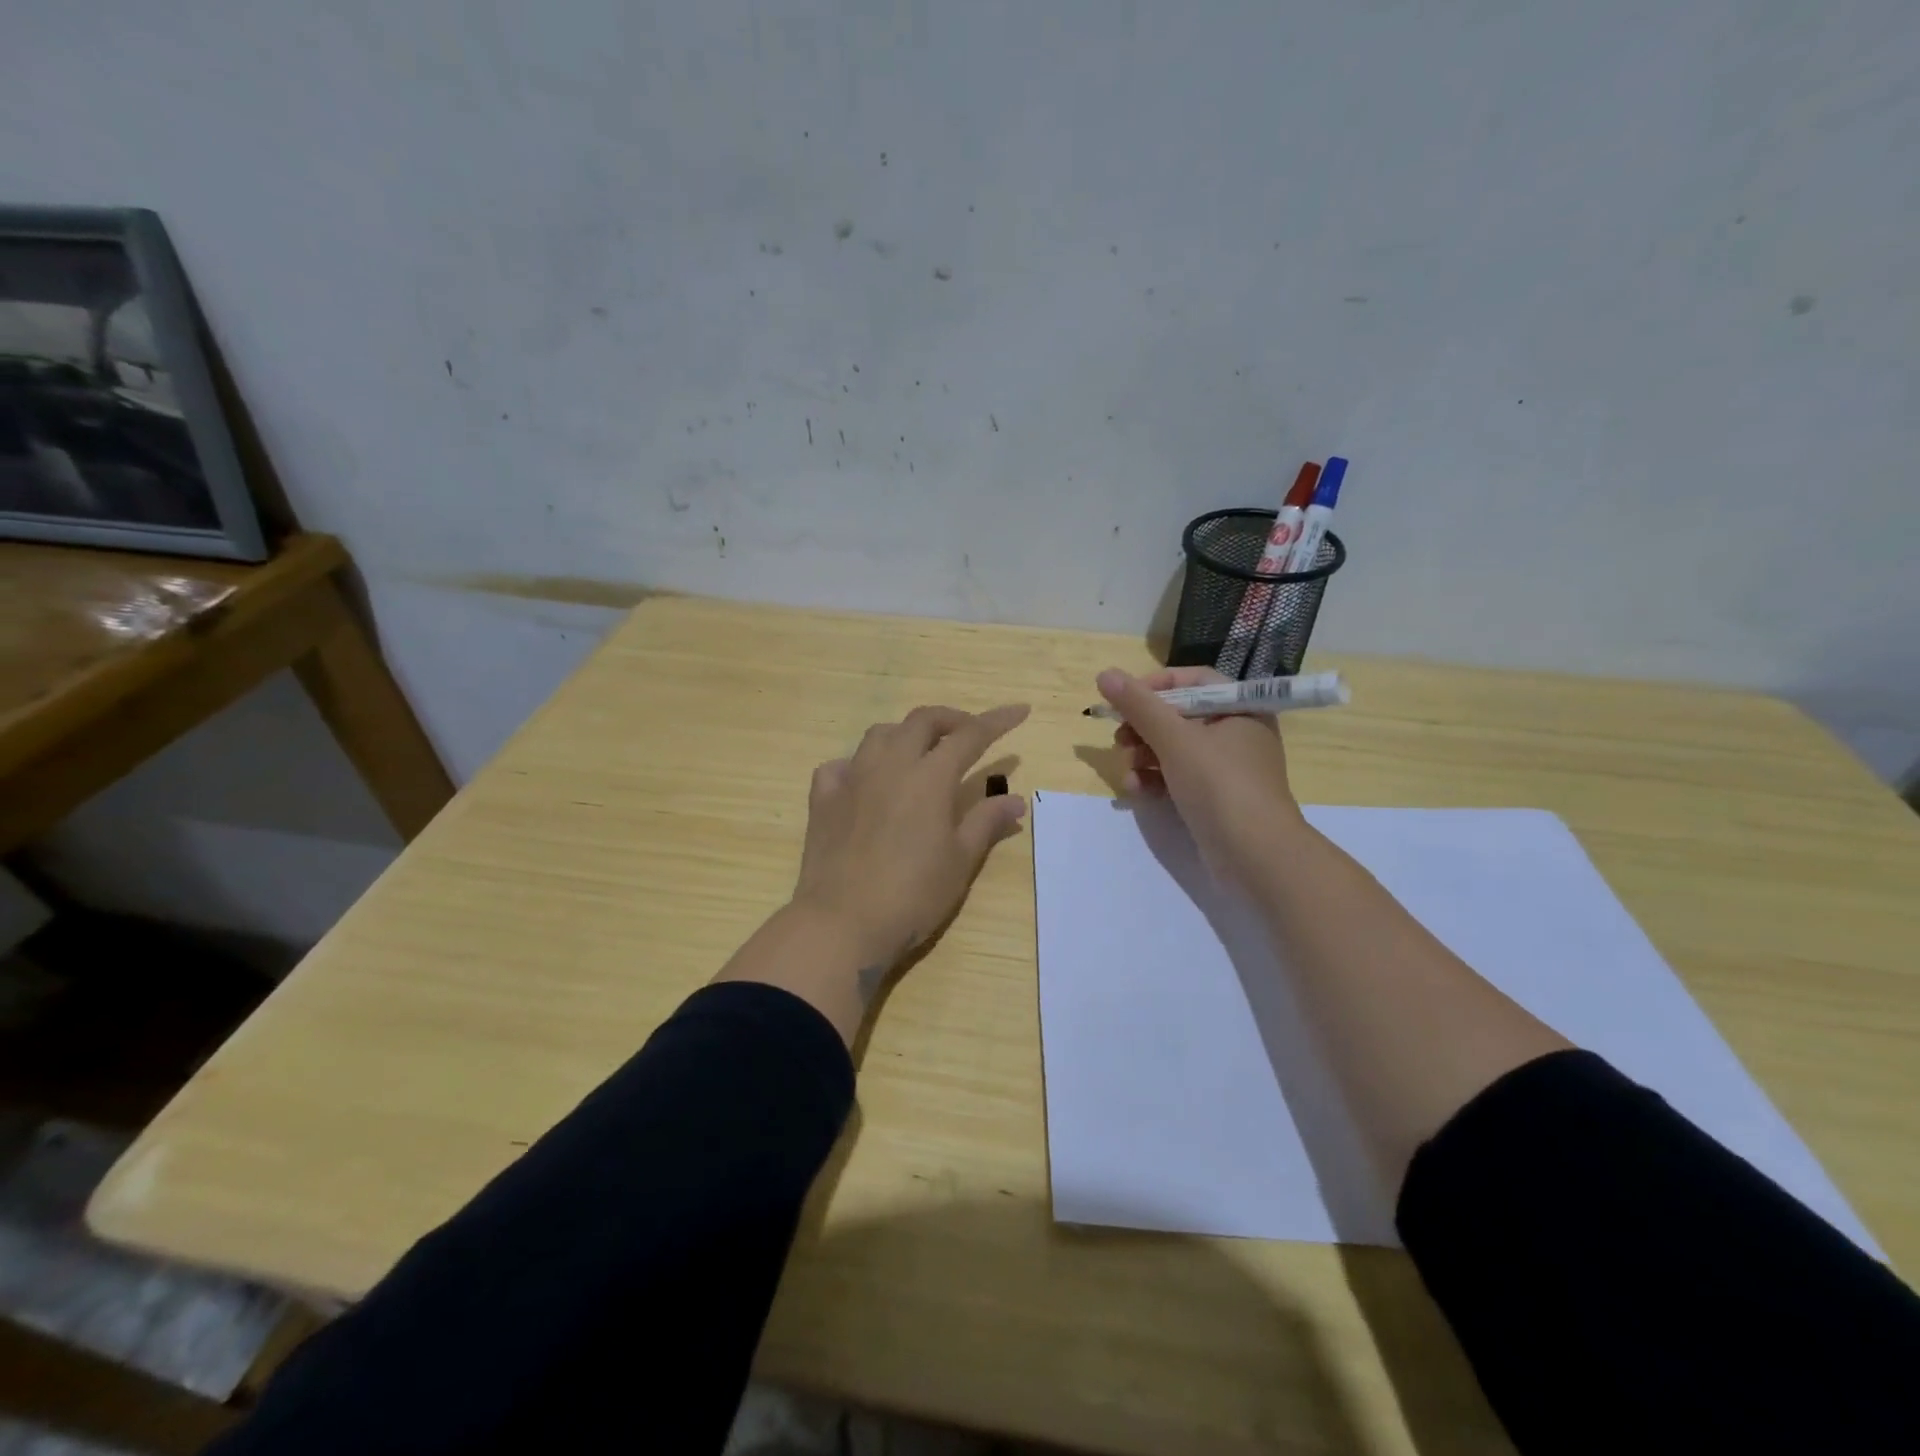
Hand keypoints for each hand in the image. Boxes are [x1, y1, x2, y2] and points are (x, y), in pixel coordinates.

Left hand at [792, 703, 1029, 971]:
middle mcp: (890, 765)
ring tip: (920, 753)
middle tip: (969, 733)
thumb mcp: (960, 862)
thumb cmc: (912, 895)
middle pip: (922, 721)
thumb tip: (1015, 799)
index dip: (998, 720)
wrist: (841, 923)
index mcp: (929, 778)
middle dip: (951, 719)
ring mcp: (852, 778)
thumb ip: (985, 822)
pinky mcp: (823, 798)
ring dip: (906, 734)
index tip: (1020, 710)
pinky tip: (866, 781)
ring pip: (880, 734)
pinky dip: (859, 764)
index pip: (970, 735)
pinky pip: (840, 765)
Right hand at [1098, 666, 1302, 882]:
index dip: (1154, 686)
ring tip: (1127, 773)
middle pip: (1178, 716)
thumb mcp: (1175, 739)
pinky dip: (1155, 780)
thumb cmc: (1220, 785)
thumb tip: (1104, 674)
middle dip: (1142, 729)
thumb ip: (1139, 705)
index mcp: (1239, 707)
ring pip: (1173, 748)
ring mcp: (1226, 767)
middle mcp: (1235, 731)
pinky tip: (1136, 791)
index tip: (1123, 701)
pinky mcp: (1214, 797)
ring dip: (1143, 757)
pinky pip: (1178, 777)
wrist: (1256, 856)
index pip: (1192, 680)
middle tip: (1120, 741)